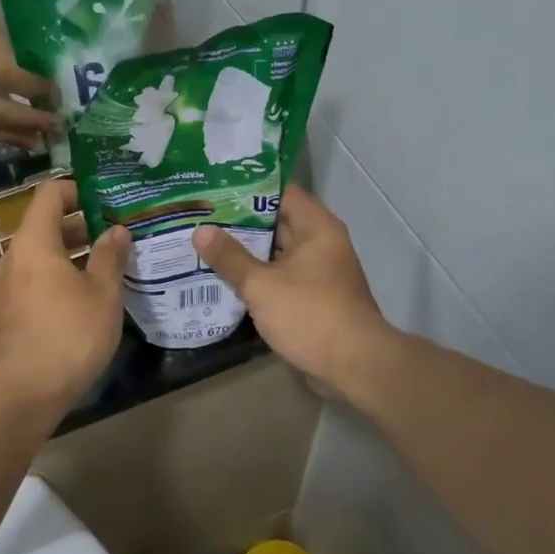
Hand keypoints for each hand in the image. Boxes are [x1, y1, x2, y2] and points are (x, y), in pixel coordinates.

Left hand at [0, 179, 130, 408]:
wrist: (23, 391)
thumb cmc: (69, 333)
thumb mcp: (102, 293)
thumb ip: (110, 257)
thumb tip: (116, 231)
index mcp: (34, 242)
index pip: (50, 194)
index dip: (78, 190)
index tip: (106, 202)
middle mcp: (13, 257)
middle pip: (44, 225)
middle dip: (81, 226)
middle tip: (116, 236)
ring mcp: (5, 287)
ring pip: (40, 256)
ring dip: (71, 256)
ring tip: (106, 268)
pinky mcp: (6, 312)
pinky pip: (33, 280)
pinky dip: (57, 278)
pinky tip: (84, 299)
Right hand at [193, 184, 393, 397]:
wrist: (354, 366)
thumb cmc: (310, 314)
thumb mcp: (262, 284)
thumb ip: (230, 257)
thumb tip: (200, 230)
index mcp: (316, 227)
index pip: (280, 192)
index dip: (247, 187)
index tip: (214, 187)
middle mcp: (321, 243)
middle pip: (276, 221)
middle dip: (239, 220)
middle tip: (200, 215)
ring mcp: (318, 272)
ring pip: (275, 252)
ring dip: (245, 250)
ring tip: (204, 243)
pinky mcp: (313, 298)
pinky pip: (279, 277)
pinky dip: (256, 276)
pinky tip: (225, 277)